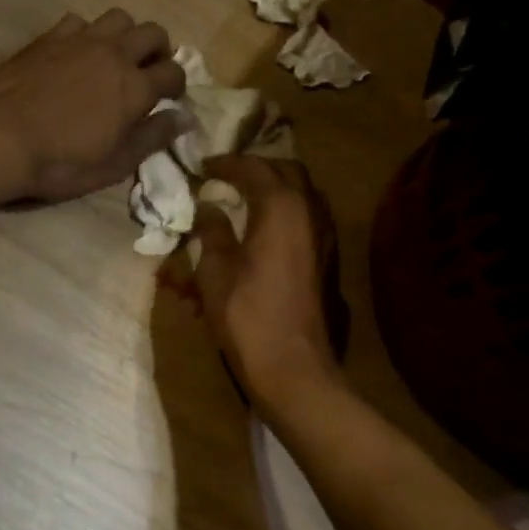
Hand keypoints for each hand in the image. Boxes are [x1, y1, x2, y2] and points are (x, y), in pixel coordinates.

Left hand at [0, 10, 187, 203]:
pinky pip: (80, 21)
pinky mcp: (49, 36)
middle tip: (149, 71)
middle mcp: (114, 54)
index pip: (174, 72)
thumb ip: (152, 137)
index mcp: (135, 87)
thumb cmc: (60, 161)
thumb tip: (184, 118)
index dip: (177, 86)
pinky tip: (76, 53)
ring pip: (119, 18)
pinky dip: (87, 34)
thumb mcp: (114, 164)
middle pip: (153, 33)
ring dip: (125, 34)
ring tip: (115, 56)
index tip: (170, 99)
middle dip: (159, 50)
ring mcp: (80, 40)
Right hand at [189, 155, 344, 408]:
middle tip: (227, 176)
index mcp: (281, 206)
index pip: (253, 168)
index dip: (225, 164)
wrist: (292, 365)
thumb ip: (212, 231)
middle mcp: (310, 211)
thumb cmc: (246, 314)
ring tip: (245, 196)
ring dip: (275, 187)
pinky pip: (308, 216)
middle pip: (287, 171)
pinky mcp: (327, 257)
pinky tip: (265, 225)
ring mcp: (324, 235)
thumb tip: (207, 207)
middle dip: (256, 168)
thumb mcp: (215, 270)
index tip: (202, 166)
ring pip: (303, 192)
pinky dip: (286, 209)